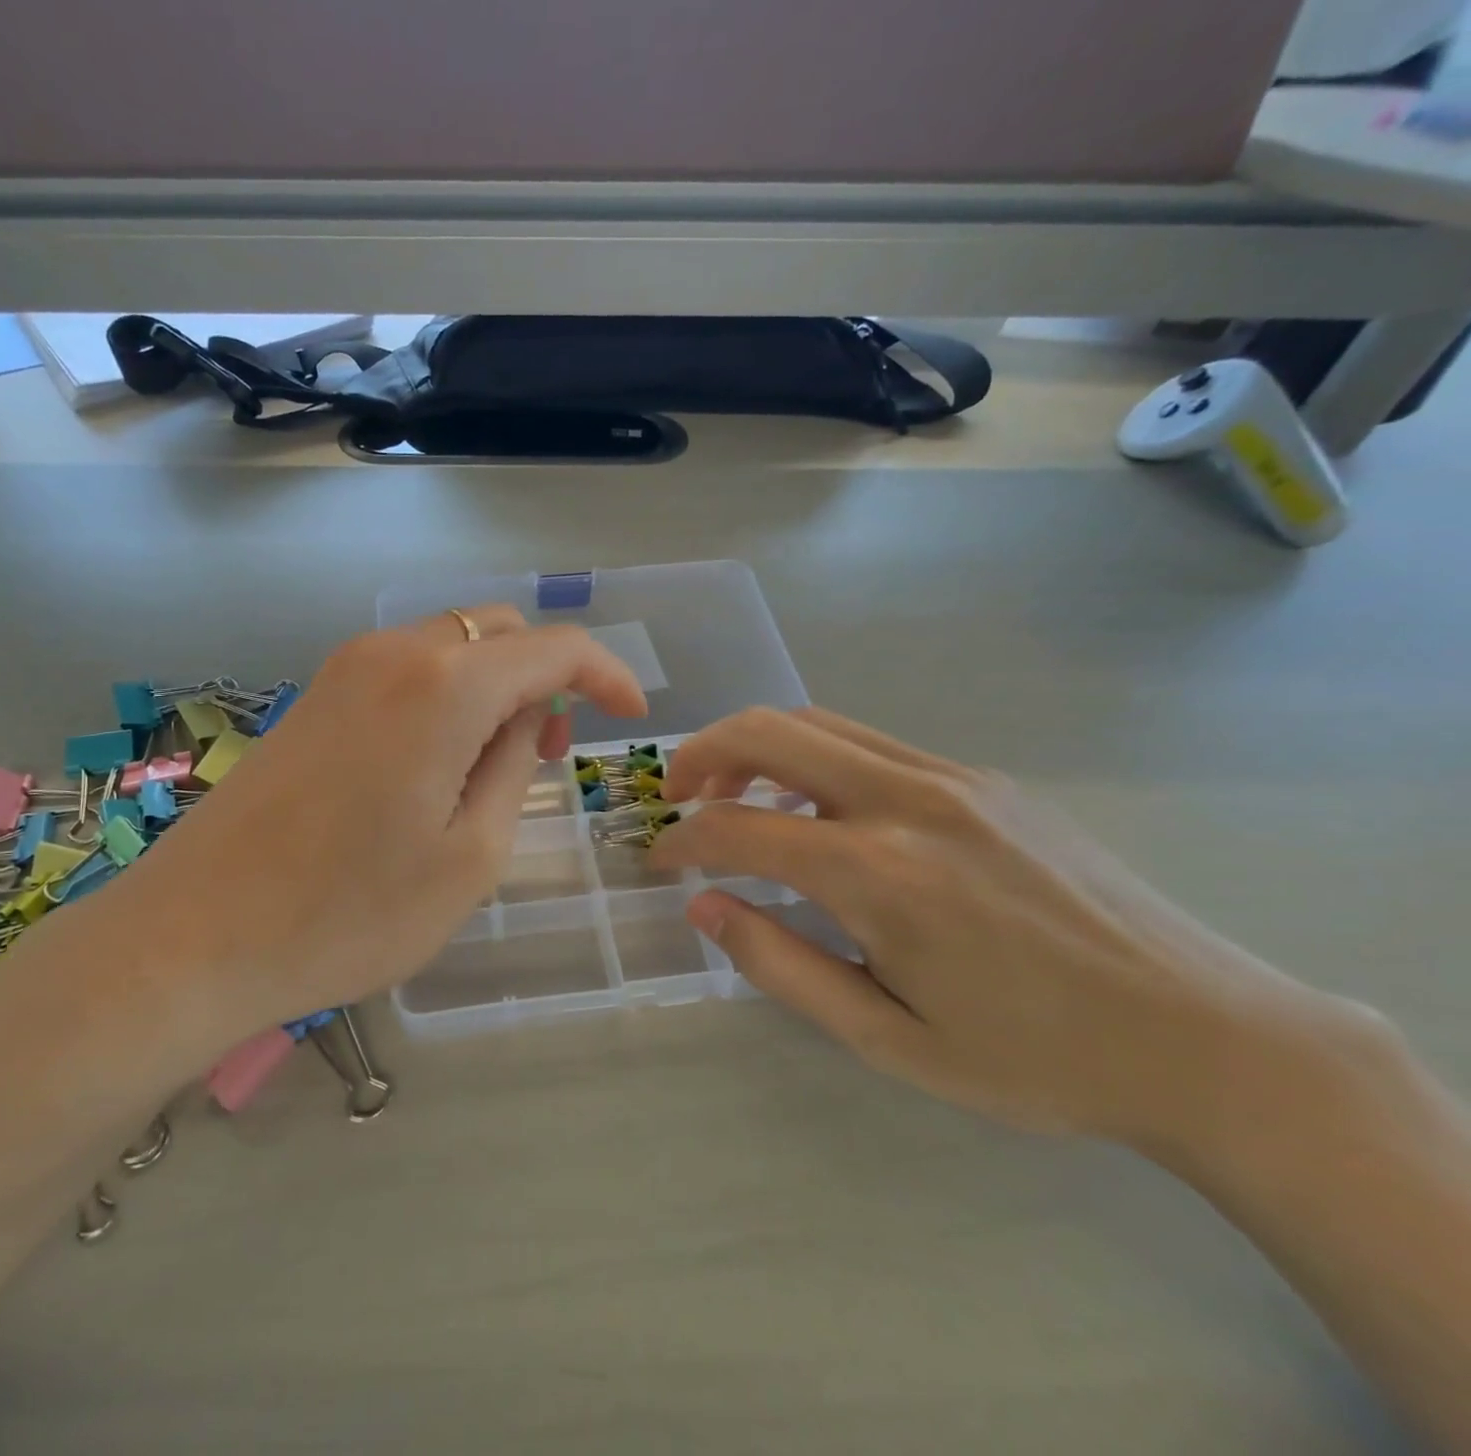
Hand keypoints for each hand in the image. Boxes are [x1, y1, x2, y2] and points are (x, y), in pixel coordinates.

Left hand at [105, 606, 646, 1034]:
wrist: (195, 935)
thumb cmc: (349, 912)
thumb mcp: (470, 856)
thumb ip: (514, 767)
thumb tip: (527, 718)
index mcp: (445, 685)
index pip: (553, 649)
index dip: (606, 674)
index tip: (632, 716)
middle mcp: (394, 653)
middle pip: (499, 631)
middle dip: (546, 676)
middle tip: (554, 751)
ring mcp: (345, 669)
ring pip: (451, 645)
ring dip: (494, 685)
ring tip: (501, 763)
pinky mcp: (314, 696)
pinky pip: (406, 670)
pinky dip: (447, 694)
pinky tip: (440, 760)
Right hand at [649, 707, 1362, 1147]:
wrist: (1206, 1037)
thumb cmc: (1035, 1057)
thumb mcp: (889, 1038)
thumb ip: (782, 964)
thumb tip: (705, 905)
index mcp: (879, 873)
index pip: (737, 828)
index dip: (681, 840)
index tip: (659, 861)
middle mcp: (907, 801)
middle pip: (769, 731)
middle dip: (701, 754)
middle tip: (676, 795)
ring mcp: (952, 777)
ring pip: (818, 723)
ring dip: (756, 749)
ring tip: (735, 797)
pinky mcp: (983, 779)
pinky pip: (870, 745)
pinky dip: (812, 760)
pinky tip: (818, 812)